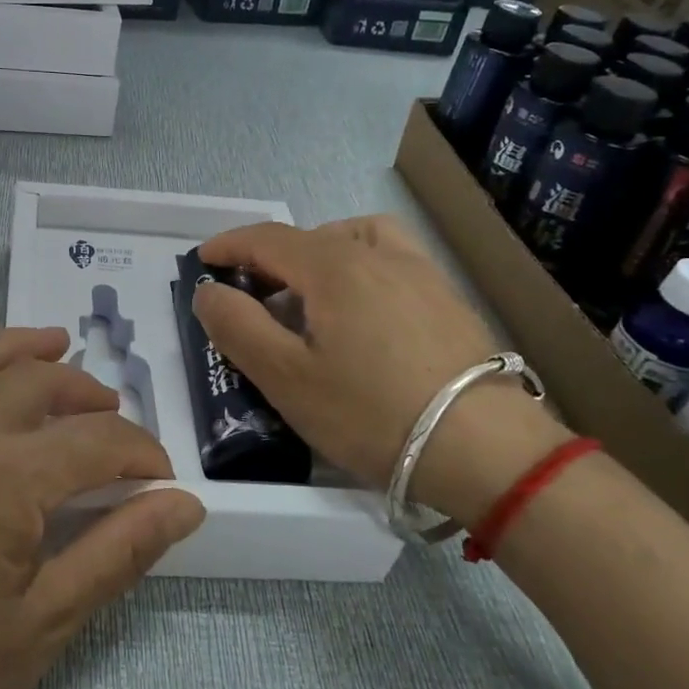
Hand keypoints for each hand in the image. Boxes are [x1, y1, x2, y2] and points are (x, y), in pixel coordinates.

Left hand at [0, 328, 204, 688]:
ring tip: (59, 347)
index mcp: (2, 477)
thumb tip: (184, 504)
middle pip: (38, 380)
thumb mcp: (42, 626)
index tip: (163, 485)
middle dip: (90, 395)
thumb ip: (118, 551)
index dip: (141, 455)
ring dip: (27, 352)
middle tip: (118, 423)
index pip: (95, 440)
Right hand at [193, 218, 565, 520]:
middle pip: (309, 238)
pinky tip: (364, 312)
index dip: (228, 245)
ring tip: (311, 297)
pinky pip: (391, 260)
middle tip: (251, 298)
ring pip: (356, 240)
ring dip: (321, 254)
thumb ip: (237, 326)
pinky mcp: (447, 298)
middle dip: (269, 259)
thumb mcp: (286, 377)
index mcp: (333, 265)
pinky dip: (361, 267)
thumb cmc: (371, 412)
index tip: (202, 259)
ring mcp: (420, 272)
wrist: (486, 449)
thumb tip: (209, 290)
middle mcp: (377, 253)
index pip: (267, 239)